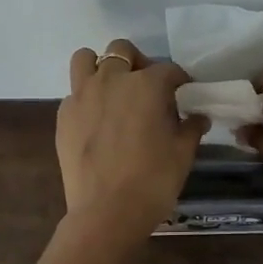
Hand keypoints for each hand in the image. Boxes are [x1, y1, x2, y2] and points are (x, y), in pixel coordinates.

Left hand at [56, 40, 205, 242]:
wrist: (107, 212)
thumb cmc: (153, 181)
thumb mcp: (183, 154)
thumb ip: (190, 128)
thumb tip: (198, 117)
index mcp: (147, 85)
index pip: (168, 69)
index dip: (179, 80)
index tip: (184, 93)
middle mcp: (112, 80)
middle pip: (123, 51)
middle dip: (137, 63)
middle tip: (147, 88)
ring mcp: (82, 95)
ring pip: (86, 59)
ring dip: (101, 67)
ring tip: (112, 91)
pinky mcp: (63, 115)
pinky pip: (74, 92)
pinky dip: (86, 98)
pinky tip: (96, 121)